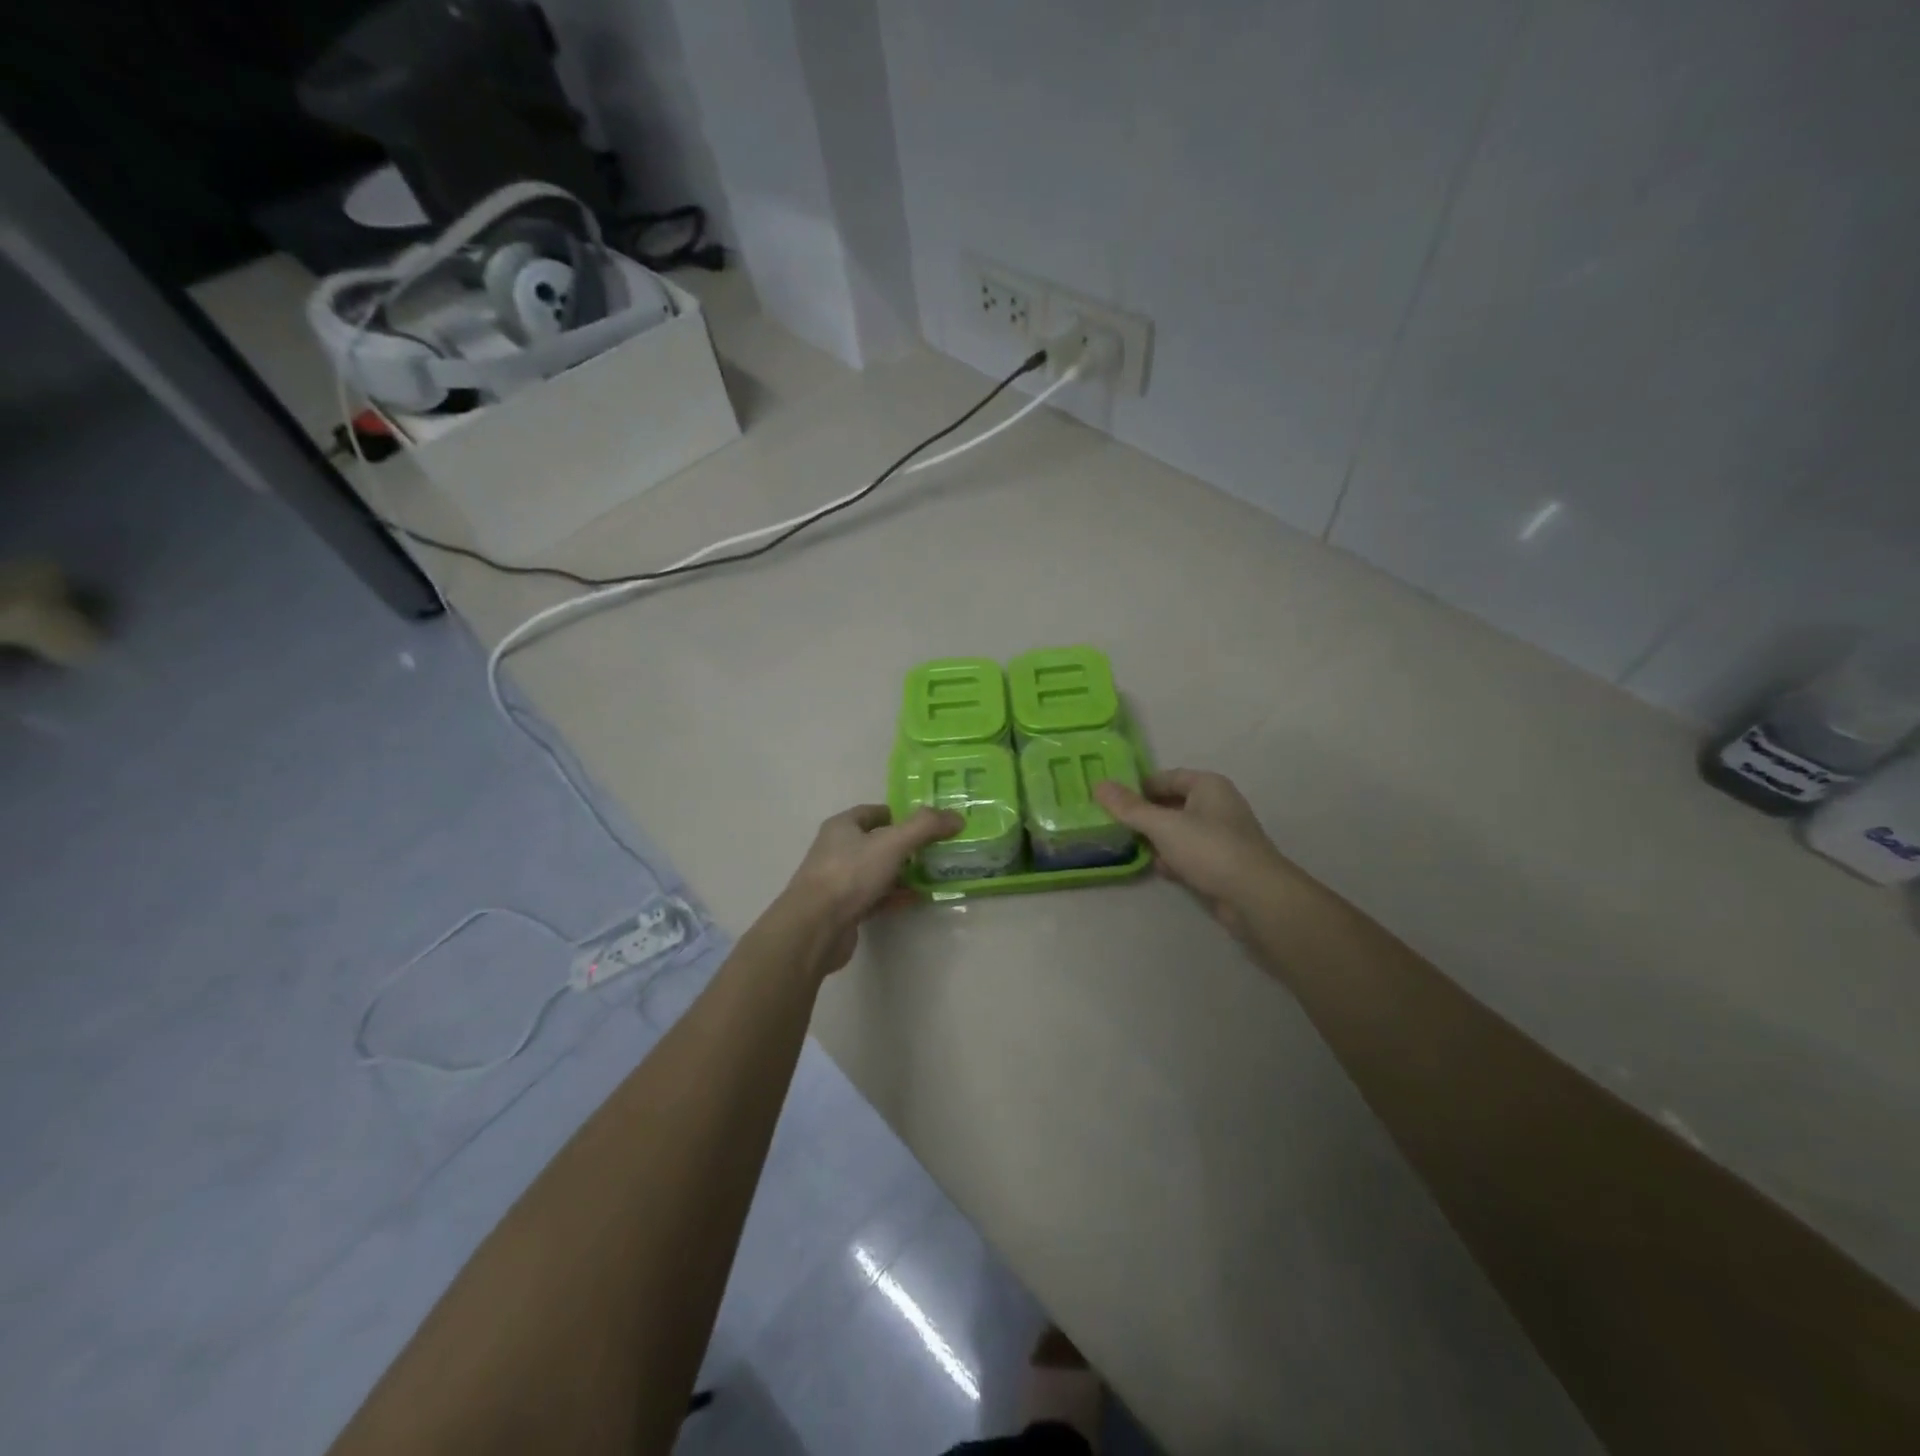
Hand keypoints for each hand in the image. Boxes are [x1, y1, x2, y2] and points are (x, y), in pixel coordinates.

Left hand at [778, 804, 962, 972]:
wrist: (815, 928)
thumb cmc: (850, 874)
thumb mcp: (892, 843)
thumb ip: (925, 827)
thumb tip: (956, 817)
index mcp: (842, 826)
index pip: (875, 812)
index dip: (901, 815)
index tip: (929, 823)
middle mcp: (837, 850)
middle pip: (878, 842)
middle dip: (906, 845)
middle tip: (937, 850)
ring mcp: (839, 882)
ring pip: (877, 871)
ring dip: (903, 873)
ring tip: (933, 874)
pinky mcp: (844, 910)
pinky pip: (875, 898)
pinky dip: (895, 897)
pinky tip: (916, 899)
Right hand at [1094, 769, 1289, 937]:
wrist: (1255, 897)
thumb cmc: (1209, 849)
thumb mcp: (1163, 825)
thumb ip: (1130, 807)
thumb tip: (1099, 785)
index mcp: (1207, 786)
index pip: (1165, 777)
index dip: (1138, 787)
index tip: (1111, 801)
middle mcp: (1216, 805)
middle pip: (1171, 804)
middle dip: (1144, 816)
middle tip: (1113, 825)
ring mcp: (1221, 836)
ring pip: (1179, 831)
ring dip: (1157, 840)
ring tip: (1130, 847)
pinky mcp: (1221, 863)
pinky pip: (1189, 854)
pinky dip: (1173, 859)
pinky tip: (1160, 870)